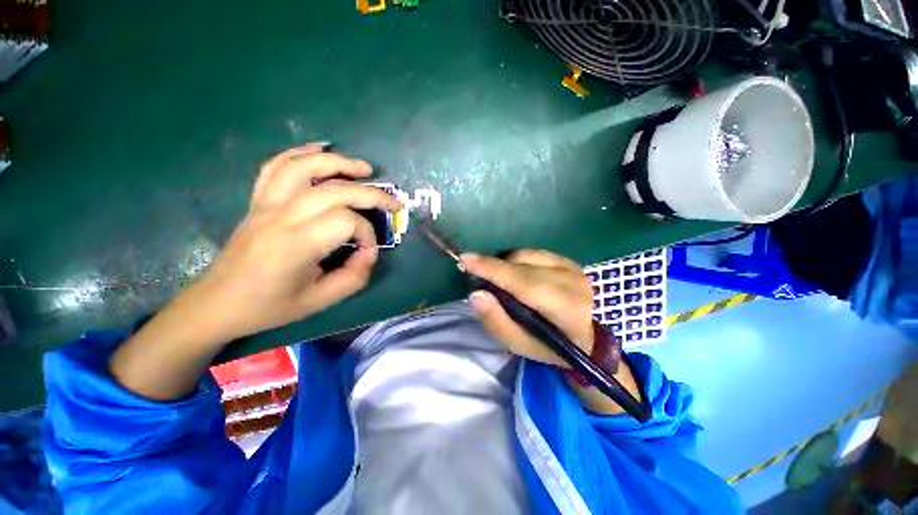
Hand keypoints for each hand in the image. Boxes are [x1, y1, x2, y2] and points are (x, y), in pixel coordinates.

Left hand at [111, 144, 401, 400]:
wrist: (219, 303)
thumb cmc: (270, 306)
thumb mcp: (321, 301)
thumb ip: (355, 276)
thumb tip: (370, 251)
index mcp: (297, 244)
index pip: (346, 222)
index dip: (367, 234)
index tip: (368, 251)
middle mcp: (282, 216)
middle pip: (335, 190)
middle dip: (372, 194)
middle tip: (393, 202)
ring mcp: (266, 203)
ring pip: (305, 166)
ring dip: (339, 163)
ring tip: (364, 169)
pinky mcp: (258, 200)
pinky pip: (276, 166)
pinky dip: (300, 152)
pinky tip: (320, 150)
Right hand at [460, 250, 593, 367]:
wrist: (590, 337)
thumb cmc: (550, 346)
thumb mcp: (520, 344)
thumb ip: (496, 321)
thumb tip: (476, 293)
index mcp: (565, 310)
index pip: (522, 282)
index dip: (491, 269)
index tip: (464, 259)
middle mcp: (571, 282)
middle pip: (520, 265)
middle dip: (492, 266)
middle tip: (475, 274)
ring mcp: (572, 267)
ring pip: (525, 255)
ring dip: (505, 265)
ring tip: (501, 281)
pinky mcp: (568, 260)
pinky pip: (533, 253)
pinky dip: (518, 261)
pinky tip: (517, 274)